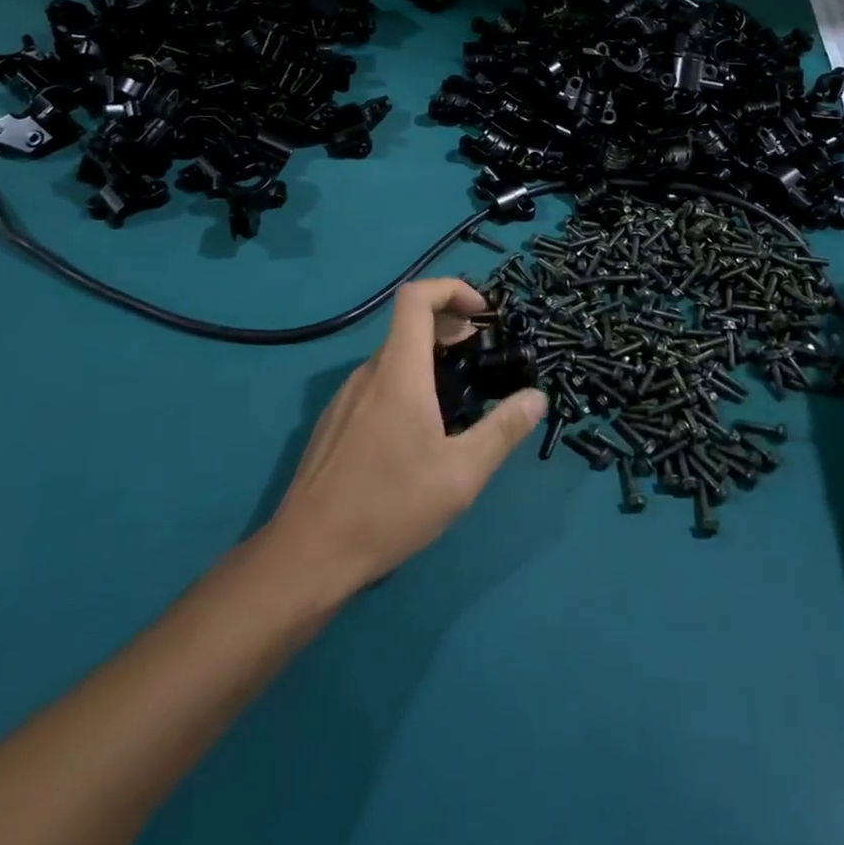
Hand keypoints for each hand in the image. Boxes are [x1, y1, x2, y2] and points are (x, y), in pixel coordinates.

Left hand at [264, 279, 548, 598]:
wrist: (307, 555)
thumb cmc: (389, 507)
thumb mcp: (461, 473)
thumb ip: (503, 430)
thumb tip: (536, 398)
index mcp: (398, 372)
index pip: (416, 297)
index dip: (451, 289)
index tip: (482, 314)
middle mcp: (367, 374)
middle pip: (407, 326)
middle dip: (449, 327)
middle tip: (481, 354)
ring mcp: (345, 399)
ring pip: (392, 359)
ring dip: (428, 359)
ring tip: (457, 396)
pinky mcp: (334, 424)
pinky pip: (376, 386)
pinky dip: (405, 384)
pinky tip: (418, 432)